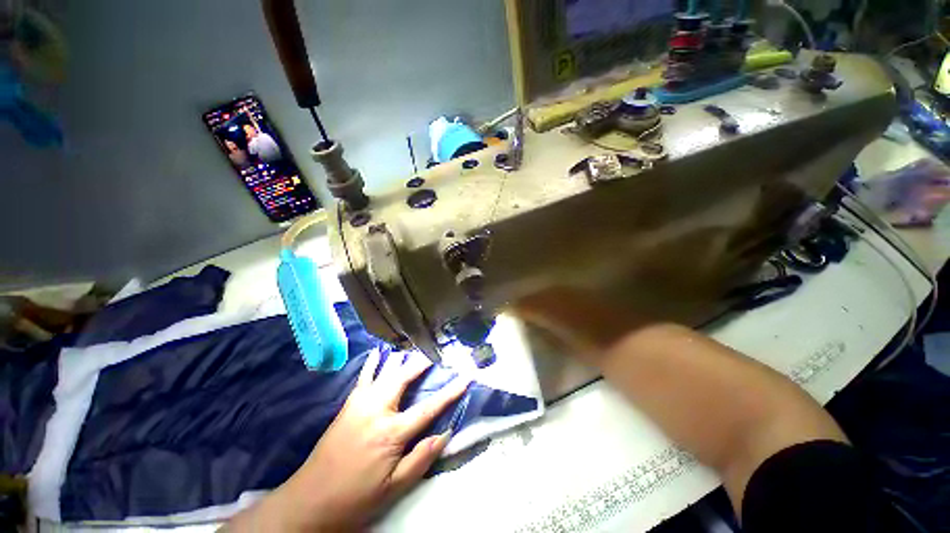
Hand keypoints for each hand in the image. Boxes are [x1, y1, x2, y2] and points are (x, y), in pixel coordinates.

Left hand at [225, 350, 469, 531]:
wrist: (309, 501)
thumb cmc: (355, 498)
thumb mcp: (393, 488)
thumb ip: (421, 458)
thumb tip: (444, 434)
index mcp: (391, 432)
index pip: (428, 407)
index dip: (450, 392)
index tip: (465, 377)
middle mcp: (377, 410)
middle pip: (404, 378)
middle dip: (421, 364)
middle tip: (435, 352)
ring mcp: (360, 404)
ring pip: (385, 372)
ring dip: (401, 359)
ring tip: (413, 349)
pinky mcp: (348, 405)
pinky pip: (363, 378)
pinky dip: (373, 363)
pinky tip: (377, 352)